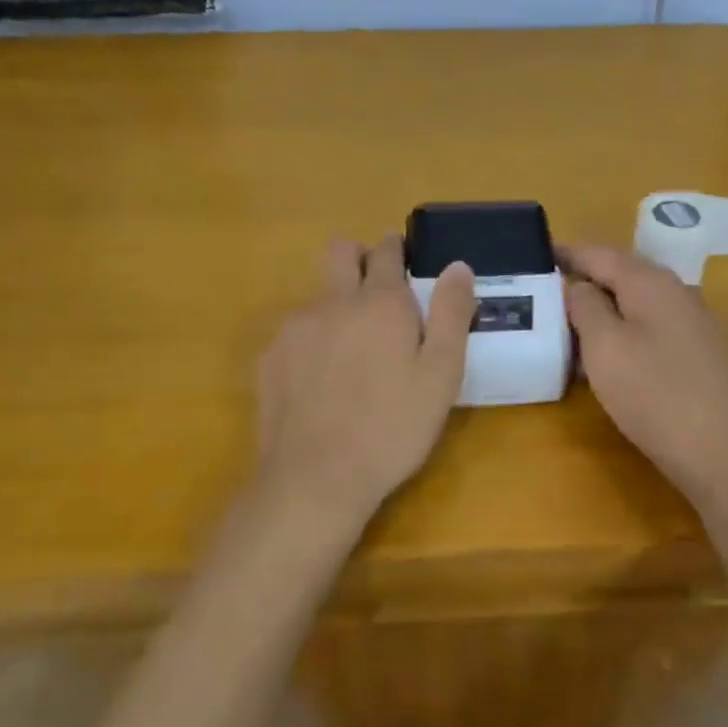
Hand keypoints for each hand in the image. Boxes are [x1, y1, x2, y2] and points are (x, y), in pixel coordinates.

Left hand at [254, 235, 475, 528]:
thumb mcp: (442, 375)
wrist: (316, 478)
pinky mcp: (270, 357)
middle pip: (340, 251)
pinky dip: (312, 341)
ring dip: (337, 305)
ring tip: (352, 354)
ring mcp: (295, 328)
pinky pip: (295, 332)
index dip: (396, 248)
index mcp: (381, 303)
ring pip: (318, 295)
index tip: (405, 259)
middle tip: (378, 294)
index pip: (387, 251)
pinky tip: (322, 381)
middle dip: (359, 257)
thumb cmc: (393, 427)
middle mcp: (333, 302)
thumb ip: (452, 314)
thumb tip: (458, 266)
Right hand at [563, 244, 727, 505]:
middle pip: (623, 275)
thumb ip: (585, 306)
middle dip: (585, 281)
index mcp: (651, 282)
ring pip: (638, 304)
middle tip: (548, 294)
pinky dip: (625, 332)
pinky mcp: (702, 354)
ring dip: (604, 310)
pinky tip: (610, 357)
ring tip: (571, 328)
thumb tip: (579, 285)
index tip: (537, 256)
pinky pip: (653, 329)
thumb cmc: (653, 393)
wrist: (721, 451)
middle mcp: (678, 292)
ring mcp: (695, 323)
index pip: (601, 254)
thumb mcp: (604, 346)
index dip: (567, 253)